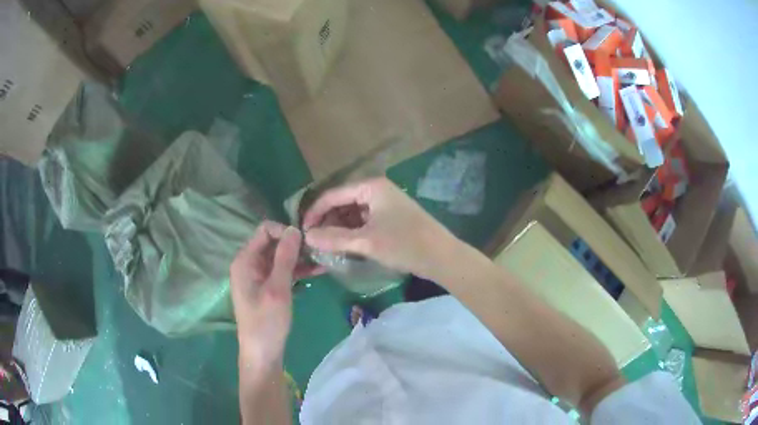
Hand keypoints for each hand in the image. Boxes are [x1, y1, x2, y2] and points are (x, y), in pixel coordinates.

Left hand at [230, 221, 320, 366]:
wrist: (262, 354)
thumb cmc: (266, 322)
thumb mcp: (277, 289)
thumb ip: (285, 257)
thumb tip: (295, 229)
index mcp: (245, 260)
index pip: (265, 230)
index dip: (285, 231)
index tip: (306, 242)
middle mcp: (249, 264)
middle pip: (273, 243)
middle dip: (295, 245)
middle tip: (319, 251)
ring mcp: (257, 276)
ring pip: (280, 257)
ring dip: (300, 258)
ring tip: (323, 260)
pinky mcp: (266, 287)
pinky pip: (282, 272)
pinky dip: (297, 271)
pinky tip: (318, 272)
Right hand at [303, 177, 455, 278]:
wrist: (442, 257)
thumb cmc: (404, 244)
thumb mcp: (366, 241)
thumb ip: (334, 238)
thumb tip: (306, 237)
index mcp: (371, 187)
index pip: (333, 194)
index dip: (315, 212)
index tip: (303, 231)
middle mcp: (377, 190)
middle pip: (343, 202)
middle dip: (327, 220)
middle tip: (314, 240)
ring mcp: (385, 203)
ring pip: (353, 212)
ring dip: (339, 227)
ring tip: (326, 245)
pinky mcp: (391, 217)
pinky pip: (364, 220)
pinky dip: (353, 231)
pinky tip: (345, 245)